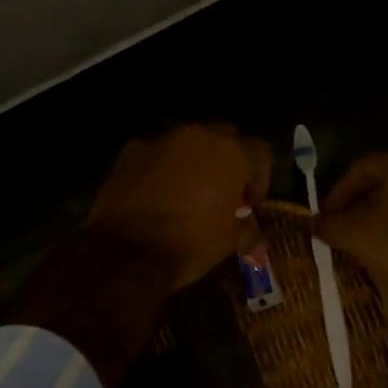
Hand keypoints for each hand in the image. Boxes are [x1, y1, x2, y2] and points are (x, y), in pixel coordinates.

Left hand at [7, 124, 271, 387]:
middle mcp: (199, 136)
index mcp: (231, 153)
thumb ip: (247, 230)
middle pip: (226, 137)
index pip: (261, 152)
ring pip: (189, 141)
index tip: (251, 204)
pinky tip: (157, 192)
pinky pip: (157, 153)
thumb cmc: (189, 244)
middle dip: (229, 161)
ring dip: (195, 160)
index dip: (261, 178)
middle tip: (224, 192)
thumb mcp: (228, 243)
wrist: (127, 252)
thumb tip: (254, 234)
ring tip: (189, 191)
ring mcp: (162, 140)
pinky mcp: (132, 151)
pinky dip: (162, 167)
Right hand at [314, 154, 387, 319]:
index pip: (364, 166)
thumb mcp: (358, 237)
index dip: (339, 191)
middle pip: (387, 182)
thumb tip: (313, 223)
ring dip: (382, 218)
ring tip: (364, 244)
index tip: (327, 216)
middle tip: (342, 229)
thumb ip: (331, 225)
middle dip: (360, 205)